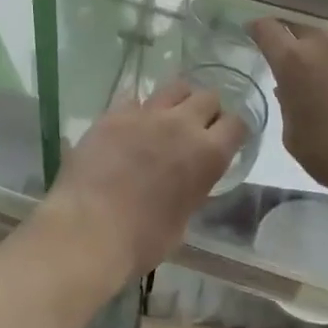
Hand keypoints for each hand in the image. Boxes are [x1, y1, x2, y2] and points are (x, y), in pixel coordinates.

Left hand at [45, 81, 244, 278]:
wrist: (90, 229)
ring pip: (174, 88)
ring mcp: (145, 114)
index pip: (237, 124)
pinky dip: (137, 110)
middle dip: (207, 110)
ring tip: (166, 119)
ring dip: (177, 101)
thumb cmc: (143, 239)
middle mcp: (182, 125)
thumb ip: (192, 188)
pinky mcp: (113, 114)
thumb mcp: (183, 218)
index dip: (233, 131)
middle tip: (196, 129)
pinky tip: (129, 127)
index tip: (226, 139)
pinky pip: (133, 99)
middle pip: (207, 97)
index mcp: (208, 155)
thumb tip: (185, 180)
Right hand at [249, 19, 327, 195]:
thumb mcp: (295, 138)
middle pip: (302, 29)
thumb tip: (289, 91)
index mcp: (293, 61)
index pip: (267, 29)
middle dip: (294, 41)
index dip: (258, 29)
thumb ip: (288, 107)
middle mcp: (325, 44)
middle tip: (294, 60)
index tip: (254, 31)